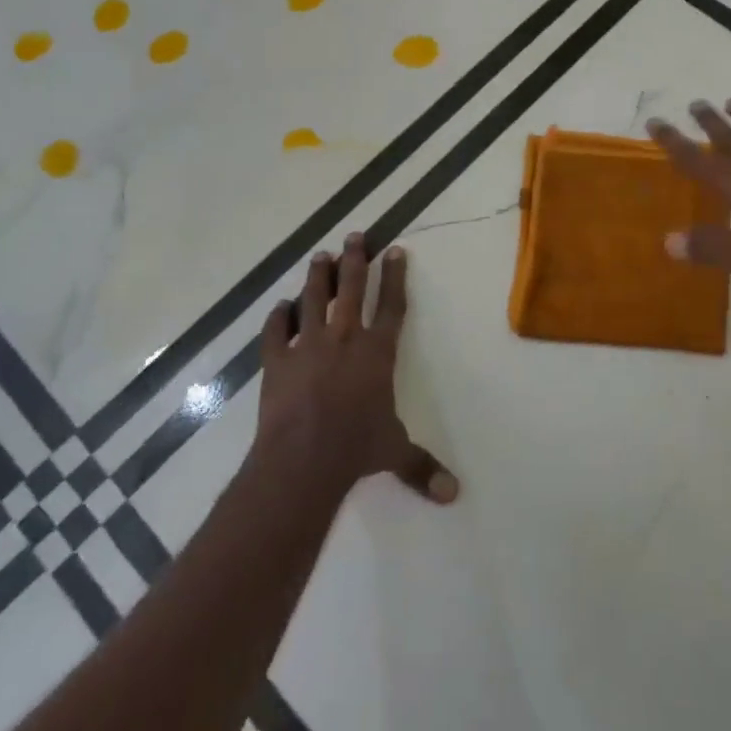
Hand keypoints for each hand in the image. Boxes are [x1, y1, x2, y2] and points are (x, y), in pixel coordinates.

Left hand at [256, 233, 458, 503]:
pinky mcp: (277, 360)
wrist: (304, 457)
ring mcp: (308, 345)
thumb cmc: (357, 448)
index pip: (393, 305)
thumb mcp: (395, 453)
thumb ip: (423, 467)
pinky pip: (276, 330)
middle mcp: (345, 338)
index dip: (395, 277)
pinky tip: (280, 306)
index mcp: (378, 352)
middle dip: (356, 259)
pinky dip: (278, 316)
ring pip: (313, 298)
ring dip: (317, 276)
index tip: (395, 250)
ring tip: (320, 255)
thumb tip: (454, 495)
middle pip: (351, 289)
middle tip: (355, 235)